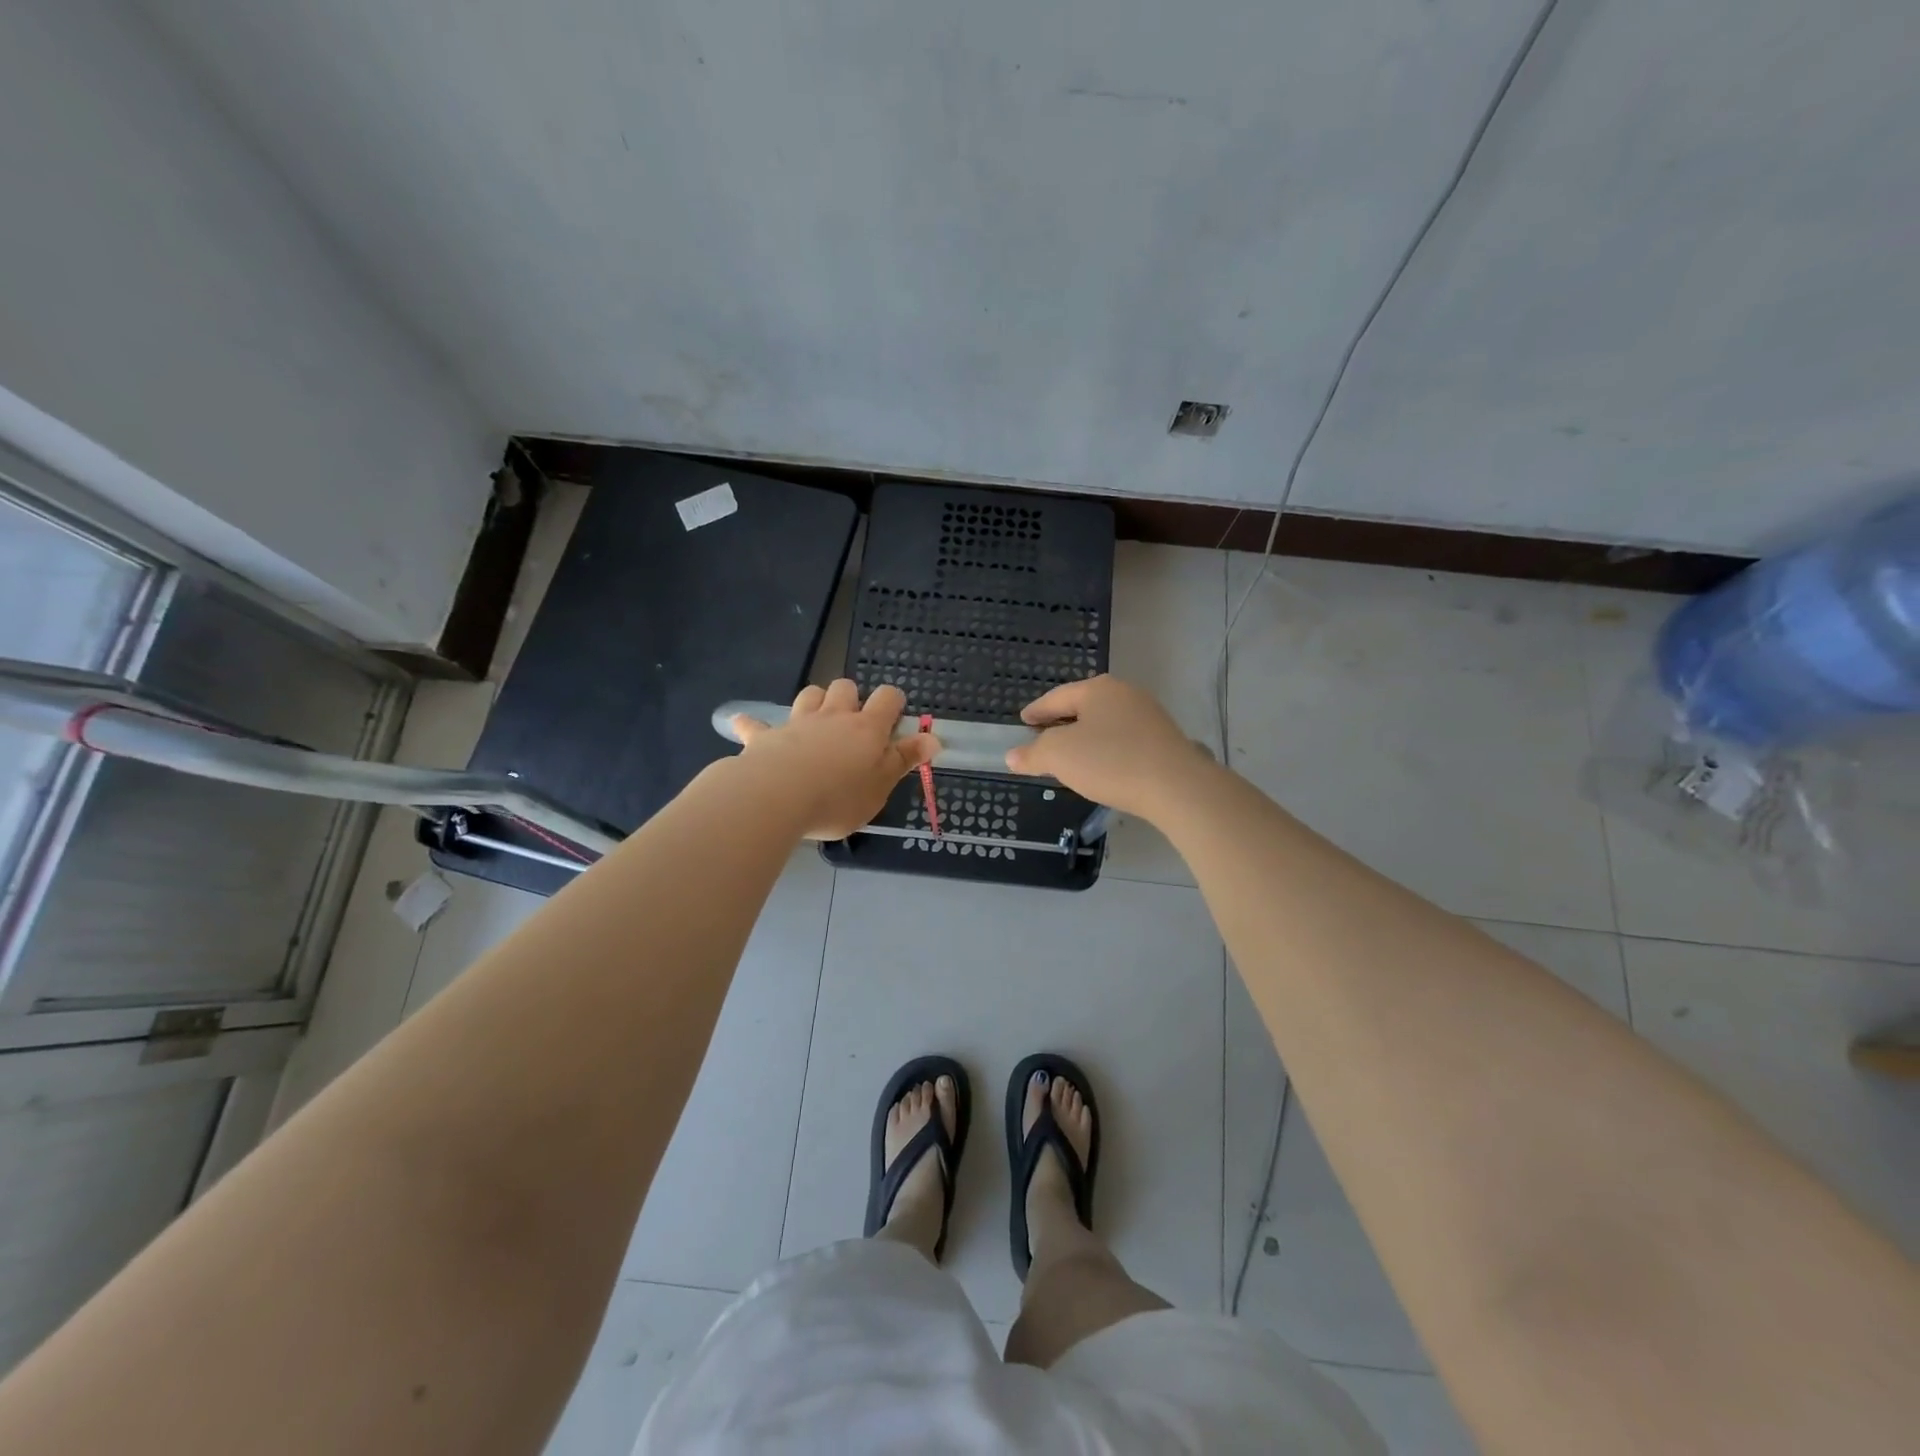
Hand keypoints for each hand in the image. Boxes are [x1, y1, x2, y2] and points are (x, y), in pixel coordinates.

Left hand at [729, 680, 937, 839]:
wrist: (776, 798)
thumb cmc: (838, 797)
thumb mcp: (881, 786)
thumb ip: (904, 760)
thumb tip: (934, 737)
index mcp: (866, 728)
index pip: (888, 698)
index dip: (893, 703)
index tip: (894, 718)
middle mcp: (833, 717)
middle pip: (845, 687)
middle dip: (851, 698)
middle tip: (852, 725)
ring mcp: (797, 723)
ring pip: (809, 695)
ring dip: (814, 703)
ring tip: (816, 724)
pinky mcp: (765, 737)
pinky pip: (756, 725)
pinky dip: (754, 725)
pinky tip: (747, 727)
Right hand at [1003, 675, 1214, 819]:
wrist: (1176, 786)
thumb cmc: (1110, 762)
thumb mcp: (1059, 756)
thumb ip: (1033, 753)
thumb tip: (1012, 755)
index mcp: (1097, 689)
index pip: (1056, 697)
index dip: (1036, 711)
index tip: (1023, 721)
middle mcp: (1124, 694)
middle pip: (1083, 707)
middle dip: (1061, 722)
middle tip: (1043, 737)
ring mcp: (1148, 715)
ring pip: (1105, 723)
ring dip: (1085, 737)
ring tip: (1071, 756)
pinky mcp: (1164, 740)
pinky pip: (1124, 740)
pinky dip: (1106, 749)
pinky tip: (1103, 767)